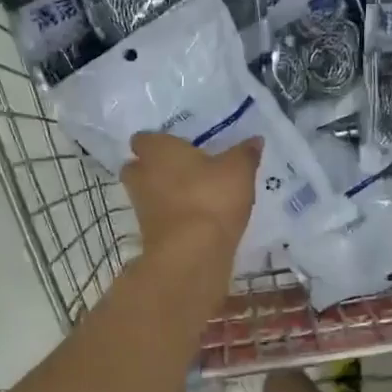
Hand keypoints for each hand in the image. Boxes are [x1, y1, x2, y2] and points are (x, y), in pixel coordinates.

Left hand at [122, 133, 259, 267]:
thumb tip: (255, 140)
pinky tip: (194, 220)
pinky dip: (171, 217)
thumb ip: (245, 153)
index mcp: (157, 150)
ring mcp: (141, 208)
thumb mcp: (238, 171)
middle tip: (179, 170)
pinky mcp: (148, 235)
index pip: (143, 139)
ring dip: (162, 194)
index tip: (176, 146)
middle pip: (137, 167)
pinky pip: (158, 218)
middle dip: (152, 168)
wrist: (192, 252)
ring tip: (190, 196)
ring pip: (146, 194)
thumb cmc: (211, 198)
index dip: (157, 142)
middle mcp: (142, 175)